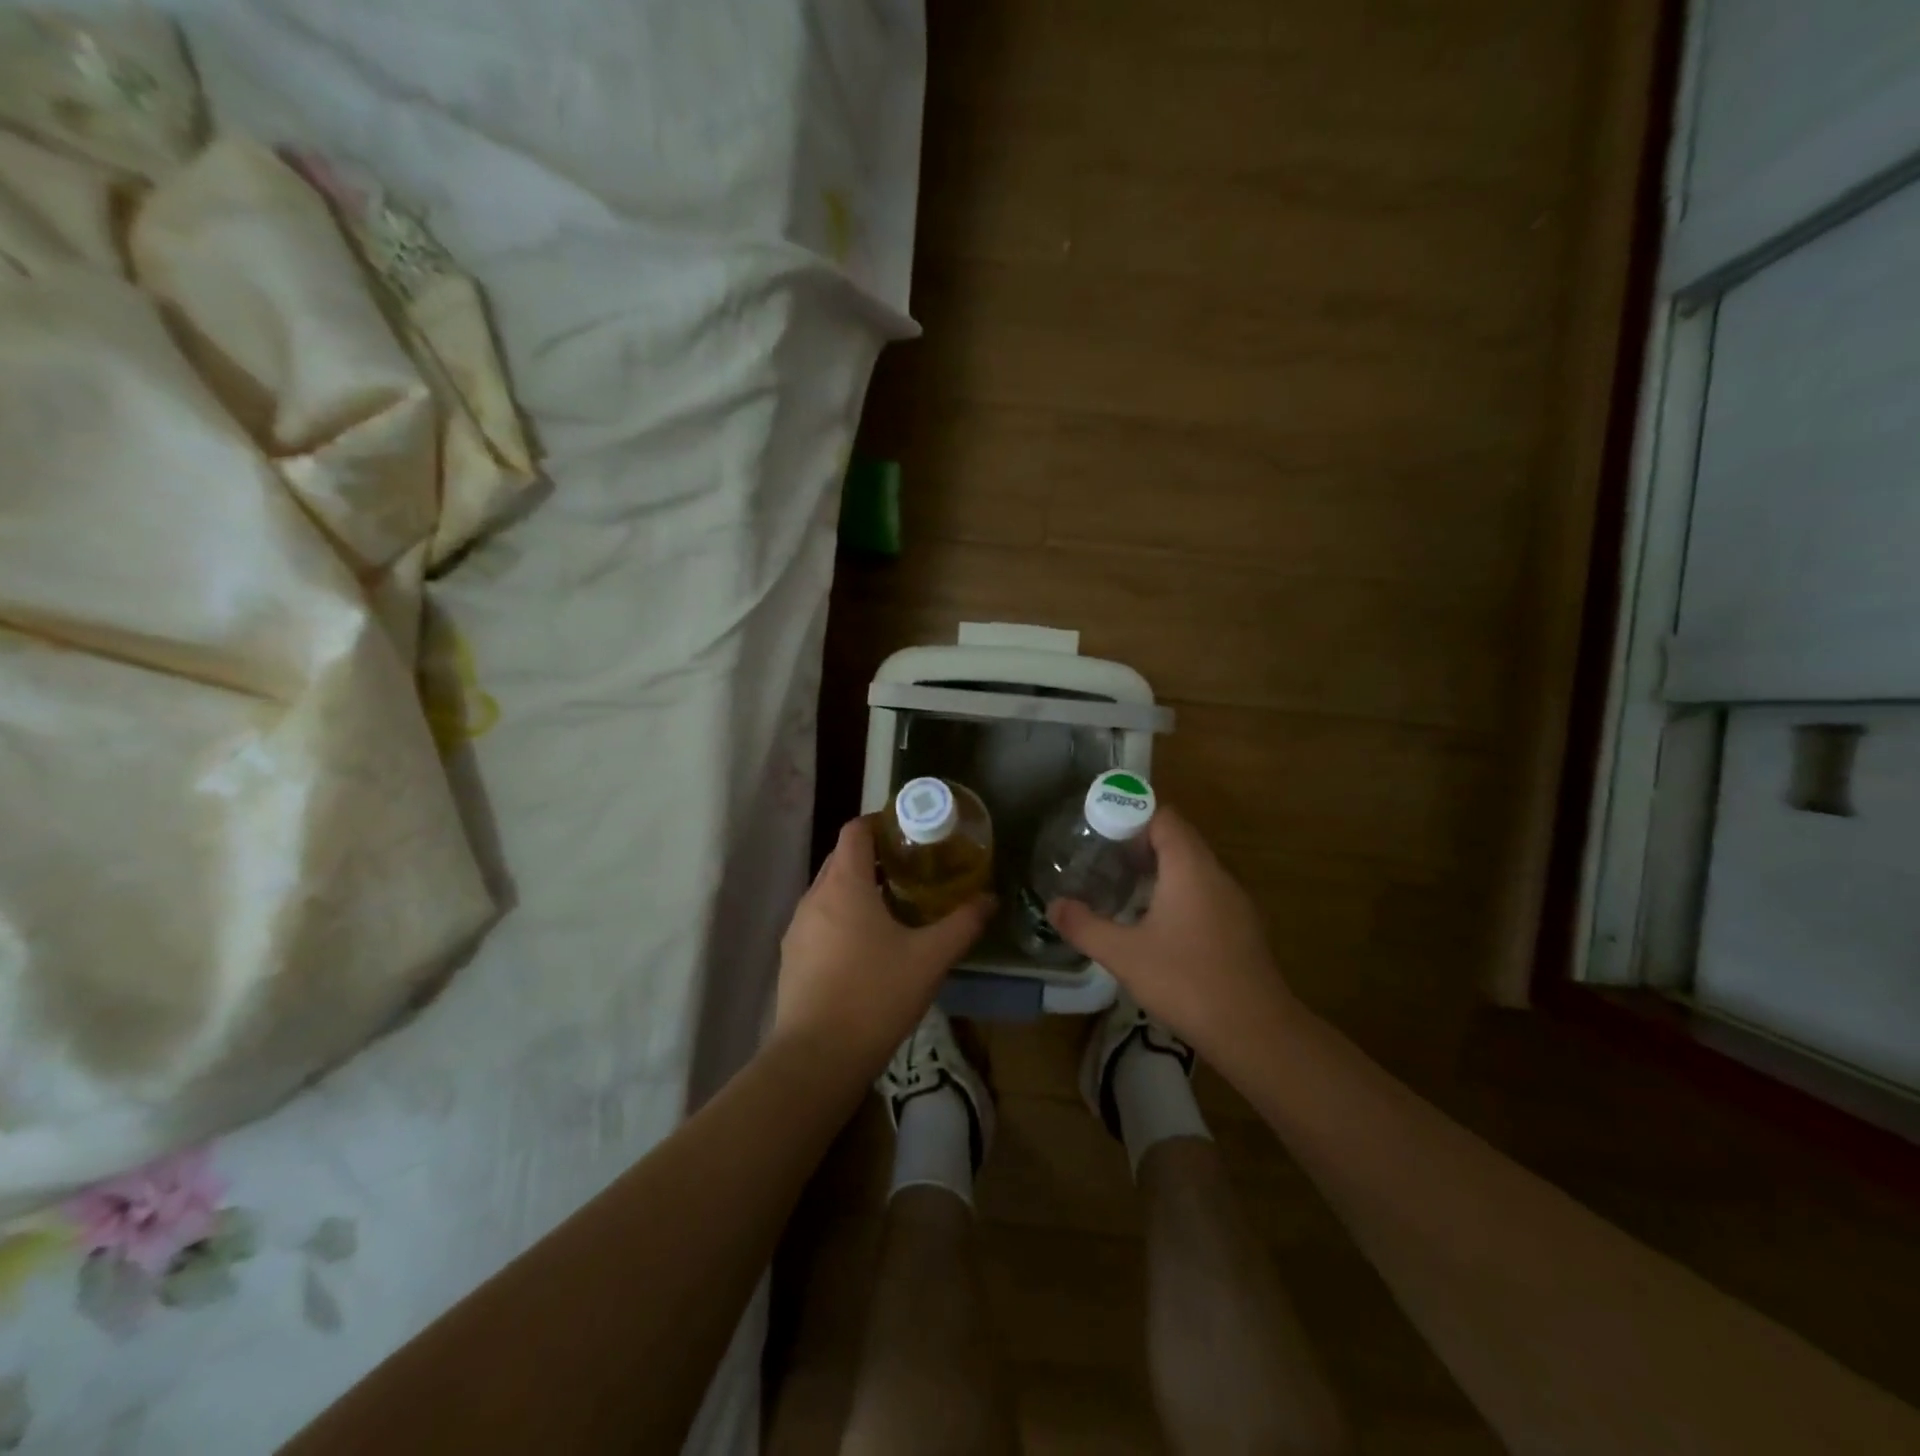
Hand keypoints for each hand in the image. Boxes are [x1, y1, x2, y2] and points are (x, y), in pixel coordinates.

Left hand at [773, 816, 991, 1080]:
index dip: (881, 823)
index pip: (855, 830)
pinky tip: (867, 947)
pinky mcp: (791, 957)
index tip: (910, 832)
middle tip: (913, 869)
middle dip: (875, 857)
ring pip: (829, 891)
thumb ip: (963, 924)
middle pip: (842, 859)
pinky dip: (843, 918)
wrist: (816, 1058)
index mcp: (844, 884)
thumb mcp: (930, 958)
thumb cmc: (875, 995)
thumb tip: (990, 899)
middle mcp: (814, 897)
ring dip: (859, 889)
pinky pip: (820, 921)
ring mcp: (797, 928)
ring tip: (894, 907)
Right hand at [1047, 805, 1296, 1059]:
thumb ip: (1084, 926)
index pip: (1163, 817)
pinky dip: (1178, 893)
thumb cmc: (1186, 981)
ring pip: (1193, 868)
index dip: (1131, 816)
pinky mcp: (1241, 927)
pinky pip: (1204, 893)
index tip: (1099, 831)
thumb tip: (1053, 906)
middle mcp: (1216, 874)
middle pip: (1178, 839)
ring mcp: (1234, 901)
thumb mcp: (1124, 955)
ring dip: (1159, 870)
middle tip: (1102, 859)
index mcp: (1190, 867)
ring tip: (1122, 887)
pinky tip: (1156, 924)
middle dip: (1139, 843)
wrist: (1255, 1032)